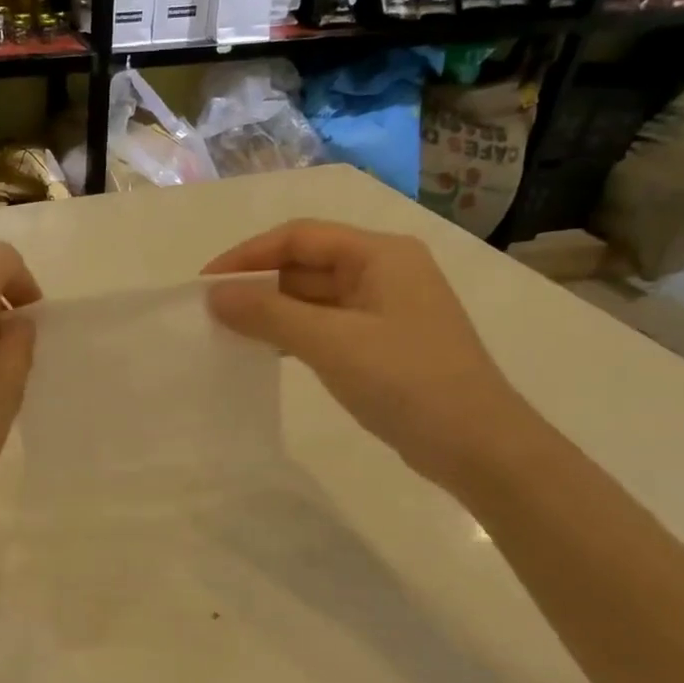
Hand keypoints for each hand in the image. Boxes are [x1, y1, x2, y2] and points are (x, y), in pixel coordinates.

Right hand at [204, 220, 534, 488]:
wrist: (477, 445)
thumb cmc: (406, 381)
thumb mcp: (331, 343)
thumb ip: (269, 314)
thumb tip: (215, 295)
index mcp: (380, 254)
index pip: (299, 237)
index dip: (248, 255)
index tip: (206, 284)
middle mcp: (385, 271)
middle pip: (307, 264)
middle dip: (258, 283)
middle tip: (212, 312)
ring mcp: (386, 309)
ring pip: (315, 297)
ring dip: (273, 310)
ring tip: (229, 332)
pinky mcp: (383, 343)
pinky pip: (327, 325)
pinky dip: (294, 333)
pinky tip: (266, 351)